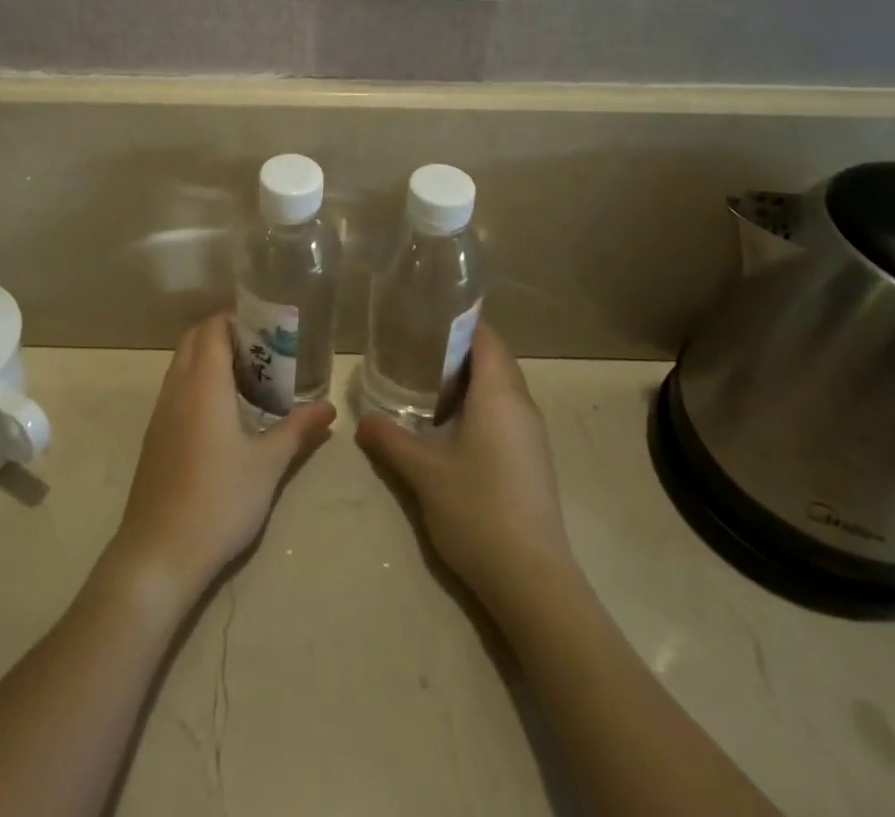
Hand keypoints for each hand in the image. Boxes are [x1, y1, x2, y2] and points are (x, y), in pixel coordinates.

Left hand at [103, 314, 335, 610]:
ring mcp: (161, 413)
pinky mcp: (155, 436)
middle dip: (225, 334)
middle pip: (194, 339)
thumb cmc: (219, 500)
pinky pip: (176, 389)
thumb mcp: (268, 464)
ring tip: (249, 378)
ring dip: (210, 358)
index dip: (237, 319)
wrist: (158, 554)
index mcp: (203, 384)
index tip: (268, 328)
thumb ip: (298, 429)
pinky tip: (224, 413)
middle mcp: (177, 388)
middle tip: (263, 351)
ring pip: (182, 364)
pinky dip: (198, 383)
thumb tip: (329, 407)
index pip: (212, 328)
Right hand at [356, 323, 576, 610]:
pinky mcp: (531, 459)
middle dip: (458, 348)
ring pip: (501, 387)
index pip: (485, 337)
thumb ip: (390, 439)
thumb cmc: (477, 510)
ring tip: (426, 380)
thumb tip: (363, 420)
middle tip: (415, 345)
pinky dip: (479, 403)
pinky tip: (450, 424)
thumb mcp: (423, 472)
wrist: (531, 579)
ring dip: (469, 378)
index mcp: (499, 394)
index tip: (426, 315)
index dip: (459, 321)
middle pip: (494, 359)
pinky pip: (505, 411)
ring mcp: (531, 434)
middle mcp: (521, 405)